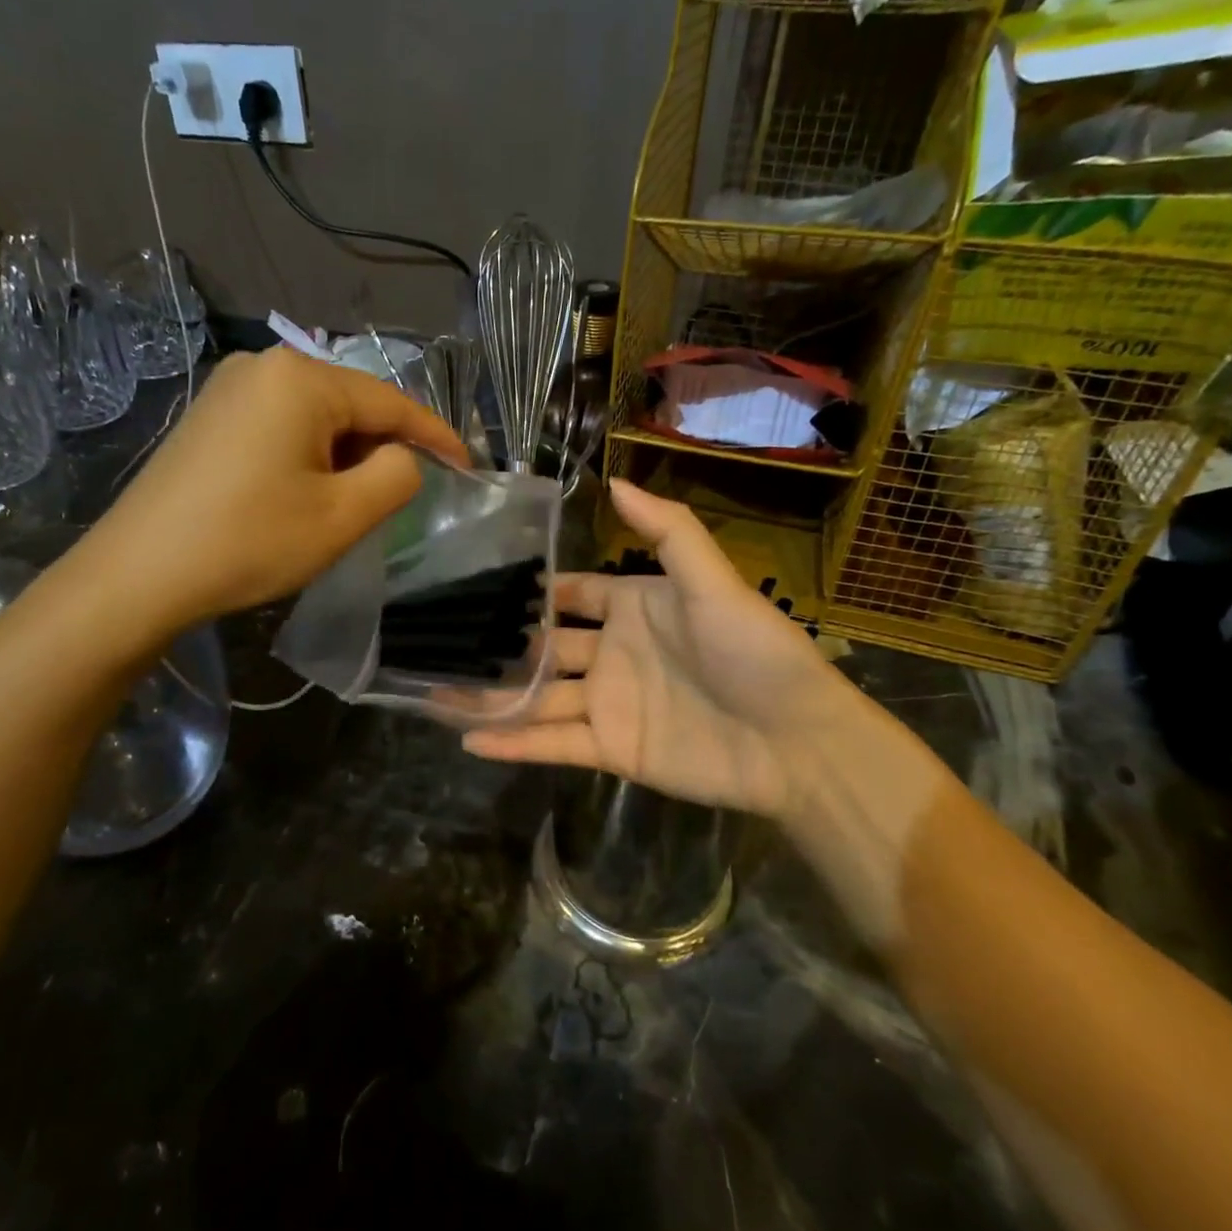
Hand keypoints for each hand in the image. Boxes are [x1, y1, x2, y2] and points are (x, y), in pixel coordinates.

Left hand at [60, 349, 466, 647]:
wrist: (138, 575)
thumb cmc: (249, 542)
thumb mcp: (343, 515)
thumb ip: (397, 476)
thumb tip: (403, 458)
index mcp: (301, 379)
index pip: (391, 402)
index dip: (436, 435)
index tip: (469, 466)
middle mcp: (264, 365)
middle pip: (353, 404)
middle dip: (385, 447)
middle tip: (406, 495)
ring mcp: (230, 388)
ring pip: (318, 416)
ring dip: (348, 455)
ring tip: (354, 502)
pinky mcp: (210, 416)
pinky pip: (283, 425)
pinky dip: (311, 455)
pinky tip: (306, 493)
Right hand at [462, 480, 846, 817]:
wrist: (795, 742)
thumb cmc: (754, 652)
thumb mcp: (712, 582)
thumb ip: (667, 531)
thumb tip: (615, 480)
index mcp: (634, 606)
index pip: (571, 594)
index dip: (532, 592)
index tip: (478, 585)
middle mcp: (613, 653)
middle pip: (544, 648)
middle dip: (500, 646)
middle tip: (442, 642)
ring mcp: (609, 704)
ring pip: (540, 698)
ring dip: (494, 697)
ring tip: (436, 693)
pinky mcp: (613, 750)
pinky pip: (554, 744)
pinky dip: (514, 742)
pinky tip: (468, 739)